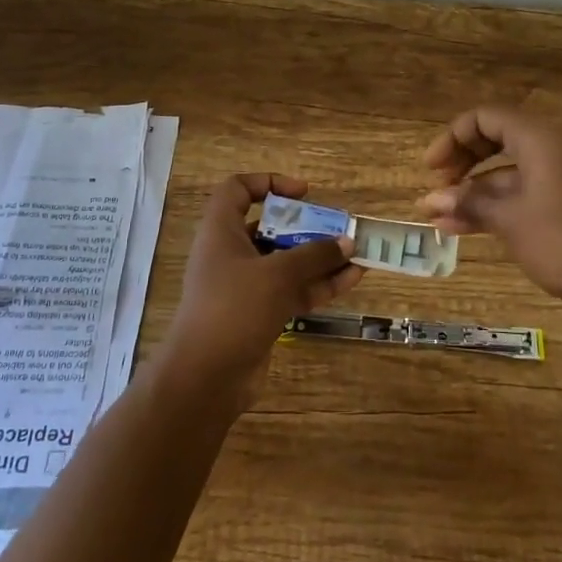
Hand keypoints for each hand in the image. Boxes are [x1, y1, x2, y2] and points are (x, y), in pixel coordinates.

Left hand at [158, 173, 360, 404]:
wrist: (206, 378)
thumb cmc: (234, 309)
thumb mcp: (278, 275)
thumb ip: (314, 255)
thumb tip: (346, 242)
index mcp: (221, 231)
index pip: (238, 189)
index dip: (269, 183)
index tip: (303, 193)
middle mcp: (231, 254)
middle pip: (270, 227)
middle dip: (306, 226)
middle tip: (338, 227)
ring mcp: (245, 286)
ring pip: (286, 262)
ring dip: (320, 258)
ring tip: (356, 254)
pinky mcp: (259, 314)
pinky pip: (292, 290)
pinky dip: (319, 284)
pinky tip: (351, 280)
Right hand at [419, 106, 561, 321]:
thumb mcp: (510, 219)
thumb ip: (469, 202)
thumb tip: (431, 200)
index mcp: (540, 137)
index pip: (486, 118)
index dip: (452, 138)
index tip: (431, 169)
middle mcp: (554, 146)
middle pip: (497, 138)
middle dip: (462, 162)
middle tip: (437, 187)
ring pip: (509, 170)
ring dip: (475, 191)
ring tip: (439, 218)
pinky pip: (526, 190)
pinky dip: (498, 204)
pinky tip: (467, 229)